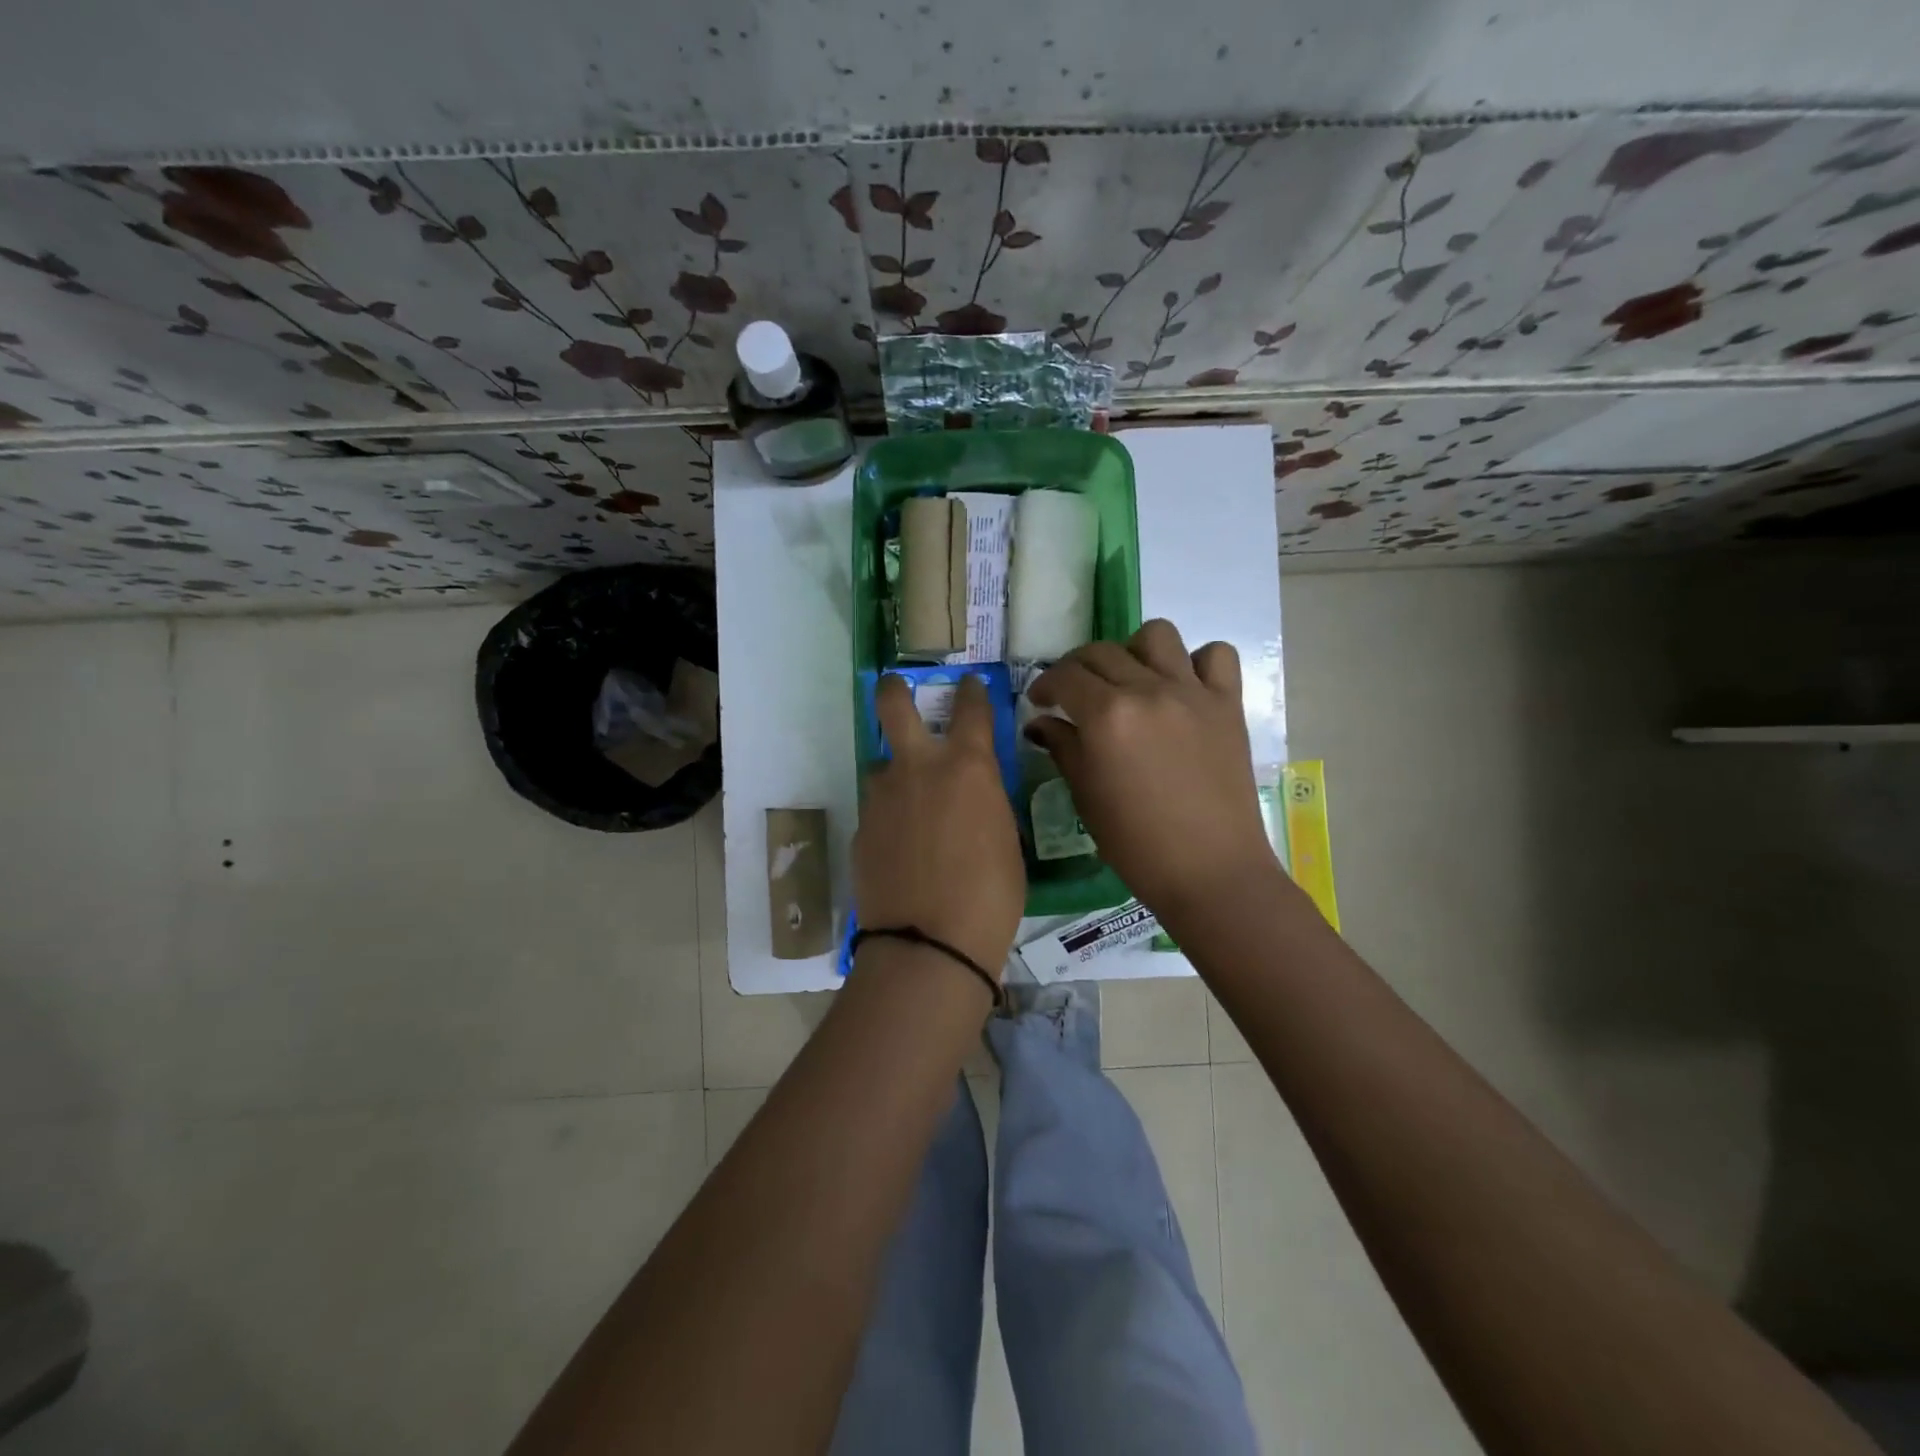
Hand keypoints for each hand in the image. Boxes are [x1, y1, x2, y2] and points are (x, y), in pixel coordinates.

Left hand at [854, 674, 1025, 979]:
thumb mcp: (1006, 841)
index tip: (969, 683)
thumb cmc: (991, 895)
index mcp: (968, 766)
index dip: (971, 690)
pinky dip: (889, 818)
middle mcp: (919, 768)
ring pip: (882, 766)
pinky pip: (877, 810)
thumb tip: (974, 799)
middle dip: (894, 690)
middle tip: (896, 688)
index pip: (971, 707)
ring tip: (910, 807)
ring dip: (896, 775)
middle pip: (893, 706)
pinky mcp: (860, 829)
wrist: (930, 944)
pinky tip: (901, 848)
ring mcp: (882, 797)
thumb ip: (986, 804)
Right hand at [1026, 619, 1276, 921]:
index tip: (1040, 700)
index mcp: (1106, 715)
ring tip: (1131, 680)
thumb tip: (1040, 723)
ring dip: (1134, 651)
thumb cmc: (1135, 843)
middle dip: (1077, 667)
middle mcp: (1148, 690)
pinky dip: (1196, 662)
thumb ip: (1062, 748)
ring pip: (1157, 635)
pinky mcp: (1228, 704)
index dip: (1045, 684)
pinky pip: (1216, 655)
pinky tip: (1183, 687)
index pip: (1065, 676)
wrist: (1209, 870)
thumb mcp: (1086, 795)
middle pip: (1102, 651)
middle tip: (1074, 693)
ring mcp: (1192, 693)